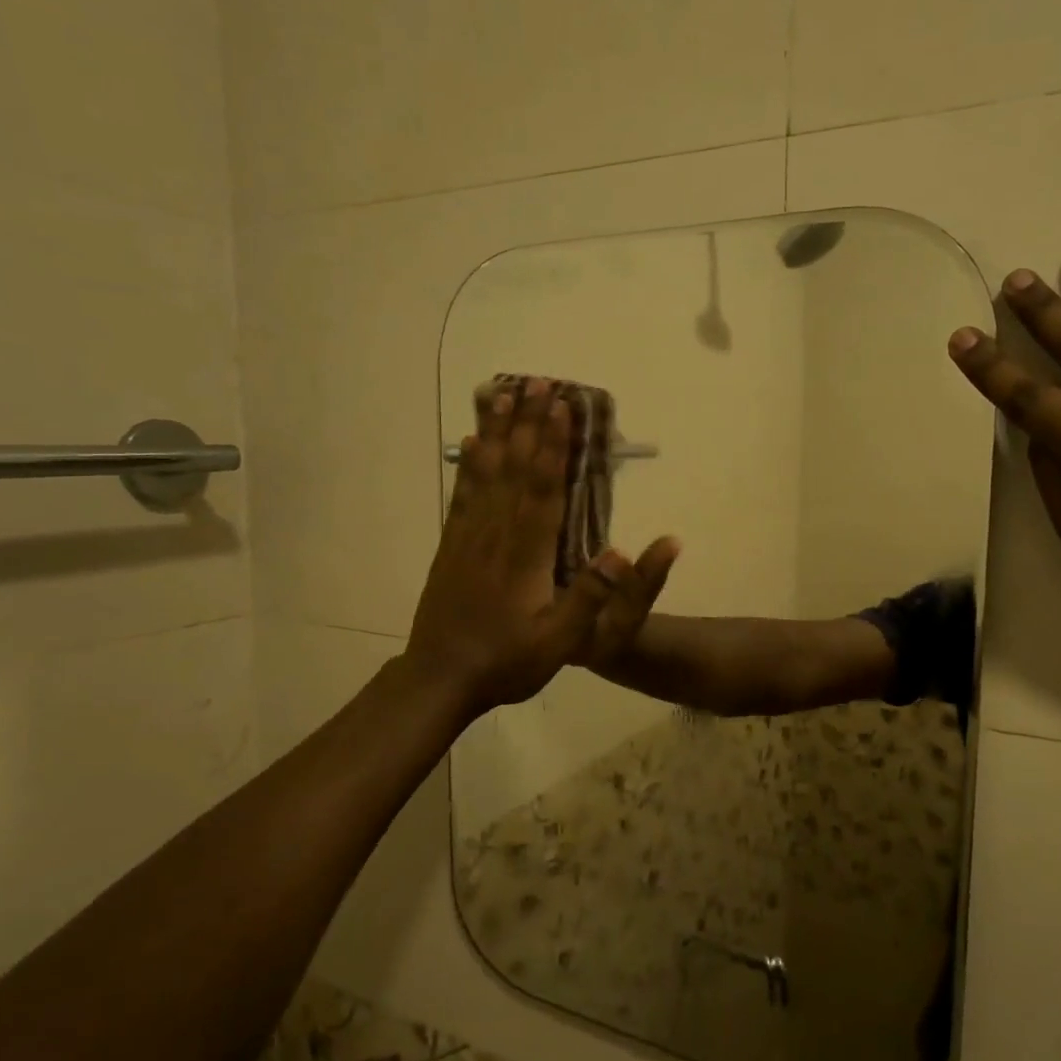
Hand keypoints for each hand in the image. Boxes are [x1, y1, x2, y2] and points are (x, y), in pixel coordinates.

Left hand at [405, 379, 675, 716]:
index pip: (543, 487)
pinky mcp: (451, 545)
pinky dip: (468, 462)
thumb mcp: (559, 641)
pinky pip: (462, 493)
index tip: (562, 406)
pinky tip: (470, 443)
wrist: (440, 678)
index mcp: (525, 553)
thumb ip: (588, 597)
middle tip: (537, 381)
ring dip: (496, 431)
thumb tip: (621, 552)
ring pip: (484, 472)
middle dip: (527, 422)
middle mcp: (495, 533)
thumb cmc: (507, 661)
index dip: (553, 444)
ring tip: (502, 393)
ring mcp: (468, 536)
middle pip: (514, 467)